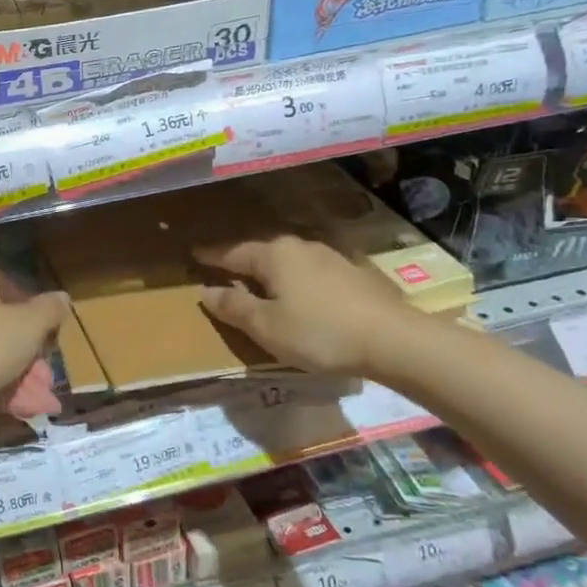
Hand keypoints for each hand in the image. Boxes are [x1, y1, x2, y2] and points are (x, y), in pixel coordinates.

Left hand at [0, 255, 70, 422]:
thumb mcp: (28, 326)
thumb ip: (49, 310)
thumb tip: (62, 297)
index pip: (10, 282)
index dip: (33, 309)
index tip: (47, 335)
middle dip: (27, 350)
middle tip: (46, 376)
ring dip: (15, 372)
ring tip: (39, 402)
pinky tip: (14, 407)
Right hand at [197, 236, 419, 376]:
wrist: (393, 339)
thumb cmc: (319, 332)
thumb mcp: (266, 327)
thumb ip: (234, 307)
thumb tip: (205, 291)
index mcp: (273, 255)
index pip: (232, 252)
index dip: (211, 256)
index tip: (193, 253)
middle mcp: (299, 247)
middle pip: (260, 252)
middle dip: (240, 260)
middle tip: (222, 269)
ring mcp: (329, 257)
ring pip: (287, 260)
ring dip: (269, 271)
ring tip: (258, 283)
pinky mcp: (351, 273)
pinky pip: (308, 271)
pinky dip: (294, 280)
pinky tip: (297, 294)